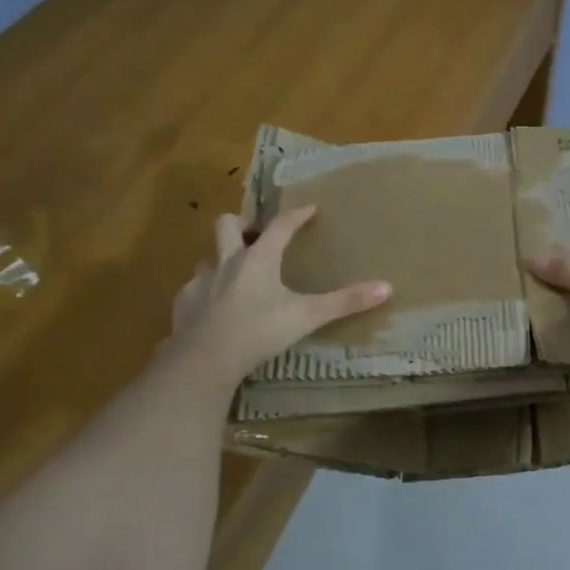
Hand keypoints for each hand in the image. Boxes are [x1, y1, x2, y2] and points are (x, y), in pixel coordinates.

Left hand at [166, 205, 390, 384]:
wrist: (205, 360)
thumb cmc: (259, 331)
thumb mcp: (307, 317)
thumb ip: (345, 302)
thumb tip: (387, 287)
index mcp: (258, 259)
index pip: (280, 226)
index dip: (296, 216)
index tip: (309, 209)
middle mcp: (226, 262)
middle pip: (227, 225)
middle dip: (242, 225)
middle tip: (255, 235)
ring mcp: (200, 282)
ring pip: (208, 258)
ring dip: (220, 261)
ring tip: (234, 276)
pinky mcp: (183, 304)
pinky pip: (193, 289)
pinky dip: (204, 292)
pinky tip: (212, 308)